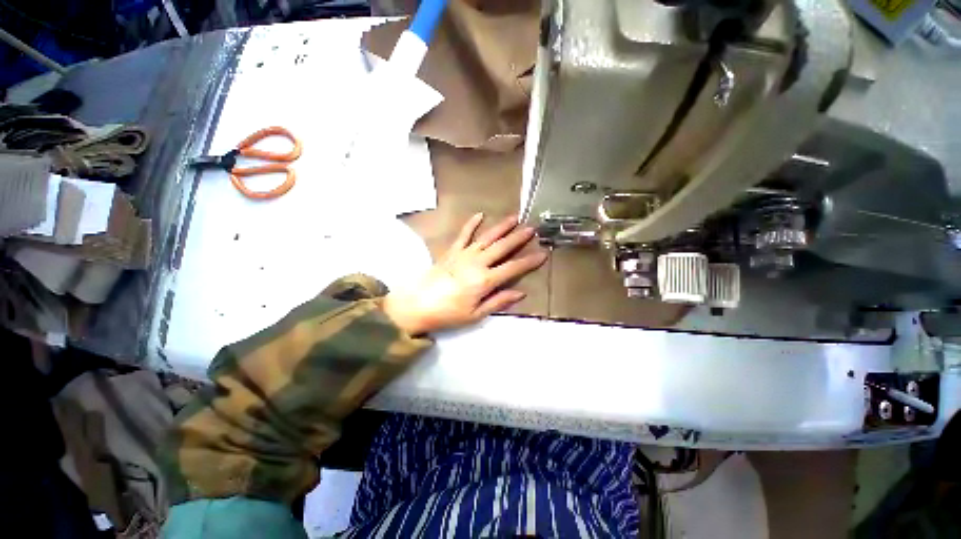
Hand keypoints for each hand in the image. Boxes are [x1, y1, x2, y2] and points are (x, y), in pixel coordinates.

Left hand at [383, 214, 547, 334]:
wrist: (418, 304)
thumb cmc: (448, 313)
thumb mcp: (476, 314)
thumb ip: (498, 301)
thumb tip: (520, 293)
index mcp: (485, 280)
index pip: (513, 268)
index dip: (529, 262)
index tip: (542, 254)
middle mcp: (477, 263)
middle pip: (502, 248)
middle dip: (518, 238)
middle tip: (531, 229)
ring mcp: (464, 254)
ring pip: (487, 237)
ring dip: (501, 227)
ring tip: (514, 218)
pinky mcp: (452, 251)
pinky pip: (463, 234)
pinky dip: (471, 224)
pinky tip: (479, 214)